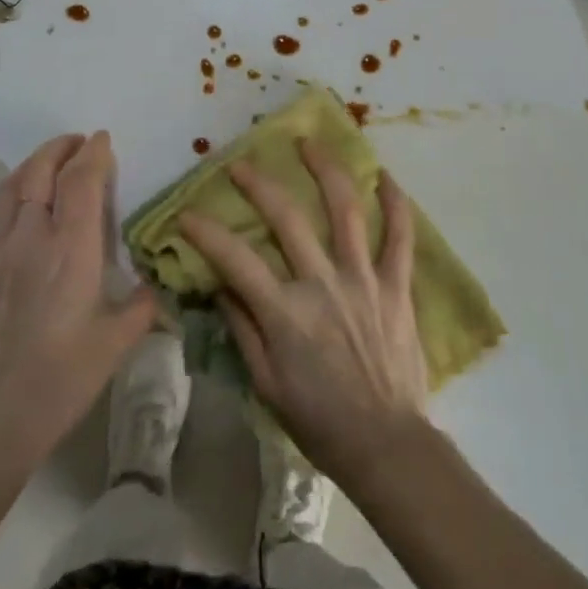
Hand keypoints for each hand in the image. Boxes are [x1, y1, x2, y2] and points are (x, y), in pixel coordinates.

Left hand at [0, 132, 156, 477]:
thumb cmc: (59, 382)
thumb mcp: (115, 344)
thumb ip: (143, 306)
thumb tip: (158, 286)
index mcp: (70, 251)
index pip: (81, 181)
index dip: (93, 154)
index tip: (104, 140)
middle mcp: (30, 238)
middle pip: (41, 172)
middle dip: (62, 148)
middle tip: (80, 142)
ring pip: (13, 186)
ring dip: (35, 163)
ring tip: (53, 160)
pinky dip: (14, 188)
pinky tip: (23, 199)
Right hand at [179, 140, 428, 483]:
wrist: (386, 445)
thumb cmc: (320, 421)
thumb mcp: (266, 385)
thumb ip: (243, 330)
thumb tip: (222, 286)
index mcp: (285, 312)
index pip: (235, 260)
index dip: (206, 233)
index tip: (187, 214)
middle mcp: (322, 283)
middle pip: (287, 218)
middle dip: (259, 185)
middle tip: (241, 164)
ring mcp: (363, 279)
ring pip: (345, 210)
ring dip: (326, 170)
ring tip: (310, 143)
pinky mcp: (396, 285)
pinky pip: (400, 237)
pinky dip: (396, 204)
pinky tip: (385, 177)